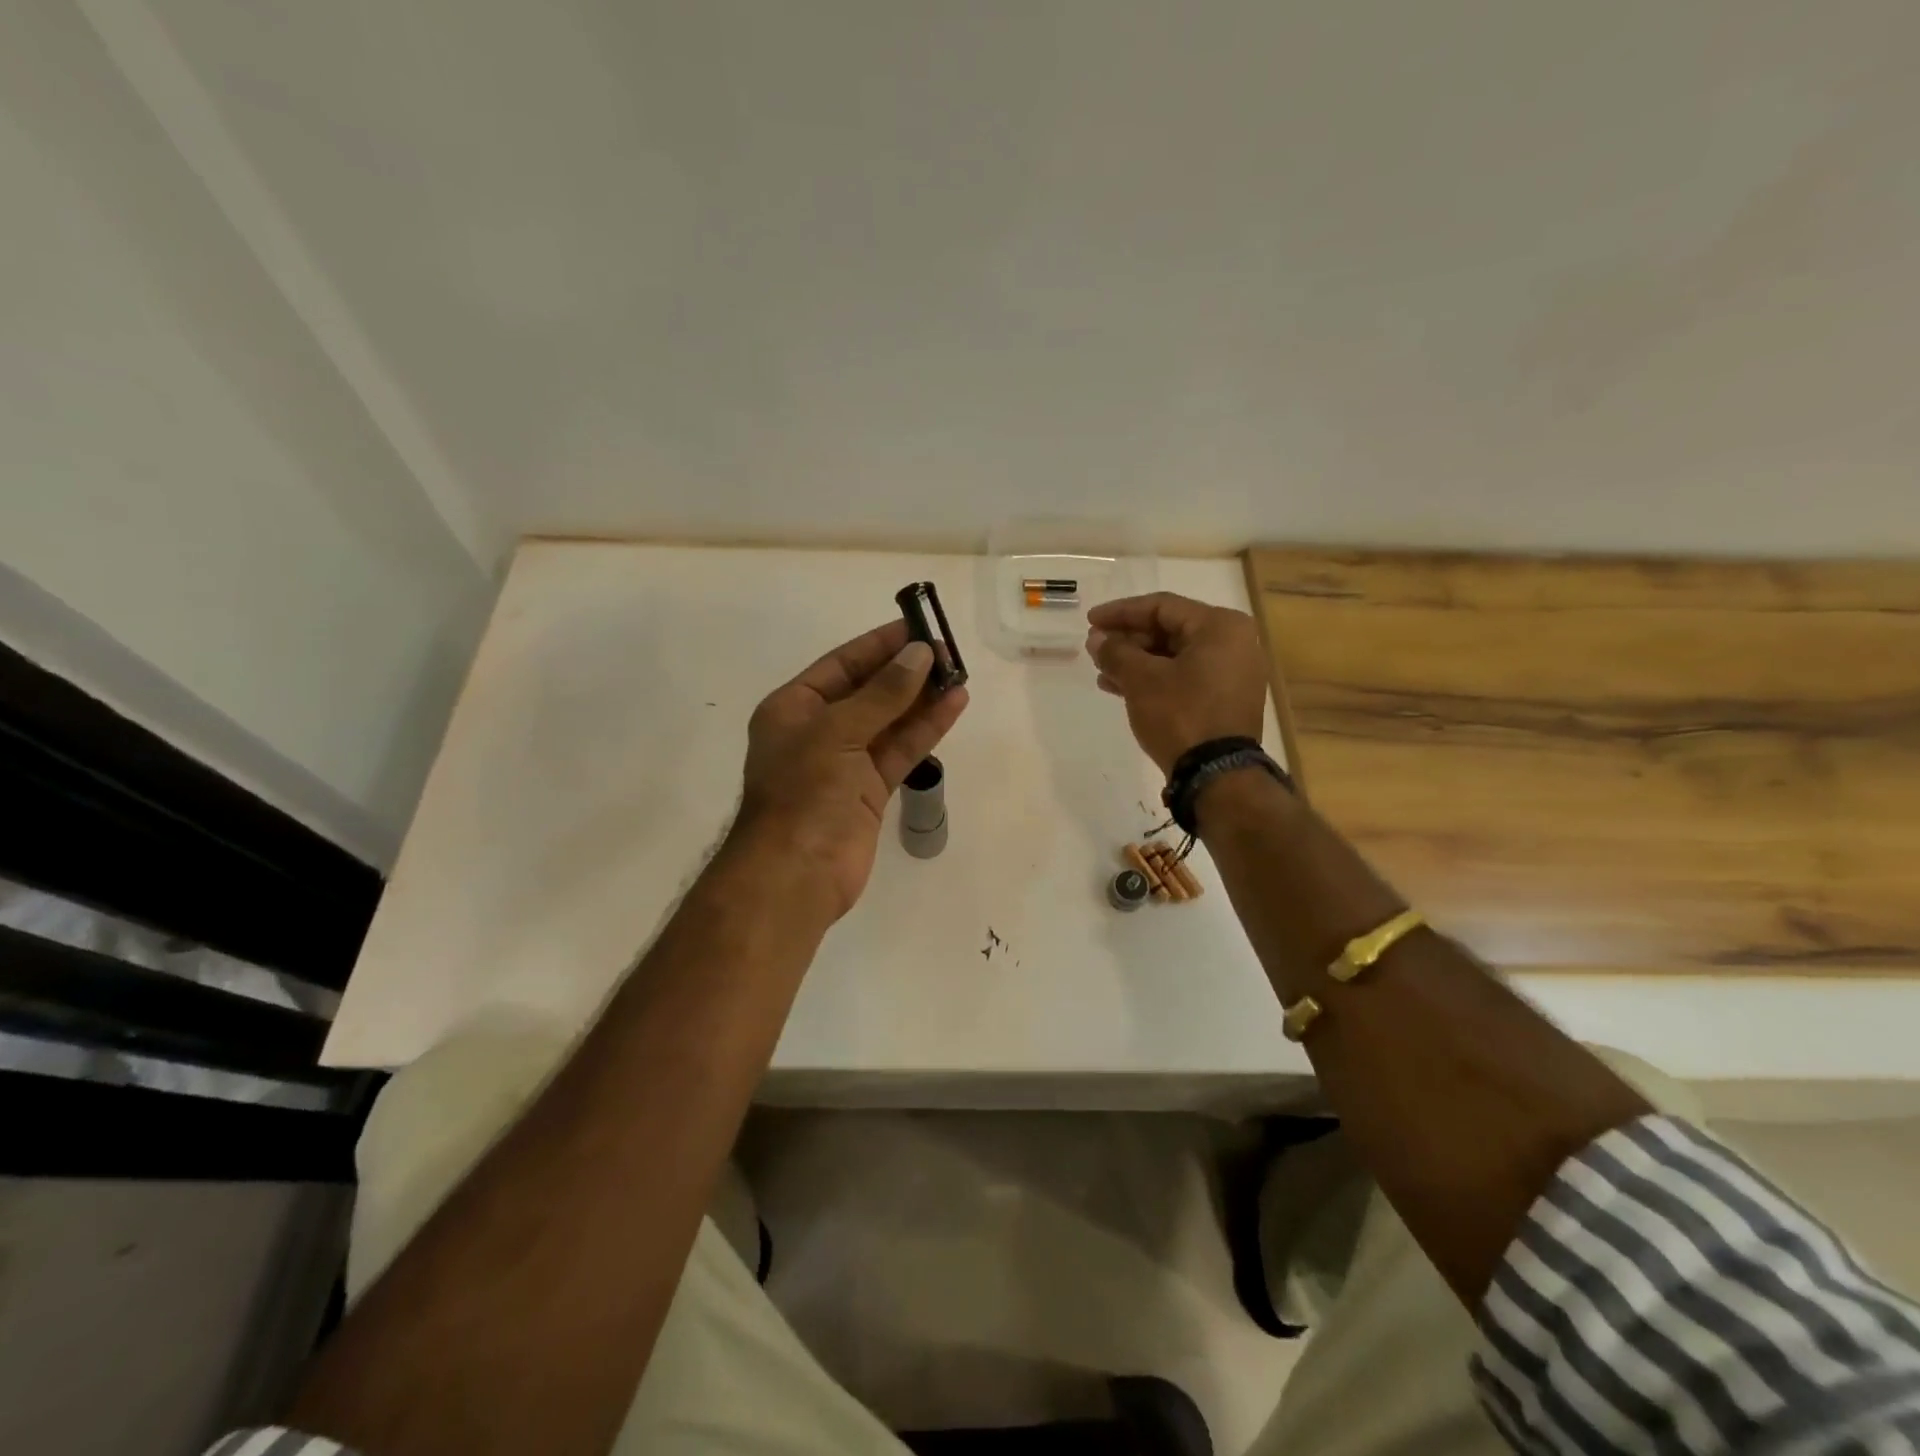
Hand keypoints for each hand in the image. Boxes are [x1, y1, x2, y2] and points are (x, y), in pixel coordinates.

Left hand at [734, 620, 968, 918]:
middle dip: (905, 671)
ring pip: (889, 721)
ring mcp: (845, 762)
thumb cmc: (805, 791)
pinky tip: (953, 705)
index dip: (878, 645)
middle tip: (947, 651)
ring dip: (922, 698)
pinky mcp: (869, 791)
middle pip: (868, 690)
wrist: (797, 873)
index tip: (916, 626)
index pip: (841, 665)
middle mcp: (818, 730)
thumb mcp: (839, 730)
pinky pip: (900, 750)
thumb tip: (920, 654)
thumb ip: (883, 693)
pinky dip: (925, 729)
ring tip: (959, 673)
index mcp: (793, 708)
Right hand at [1086, 592, 1267, 773]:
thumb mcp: (1141, 680)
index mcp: (1220, 627)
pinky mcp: (1225, 700)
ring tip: (1101, 670)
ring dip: (1136, 661)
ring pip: (1174, 656)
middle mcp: (1234, 643)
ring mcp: (1232, 673)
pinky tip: (1121, 688)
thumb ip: (1116, 652)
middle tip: (1095, 648)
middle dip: (1128, 640)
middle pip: (1169, 630)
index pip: (1161, 607)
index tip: (1090, 621)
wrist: (1217, 775)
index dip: (1121, 612)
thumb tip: (1097, 639)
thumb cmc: (1181, 715)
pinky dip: (1154, 679)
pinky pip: (1185, 677)